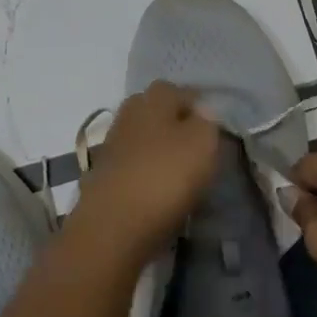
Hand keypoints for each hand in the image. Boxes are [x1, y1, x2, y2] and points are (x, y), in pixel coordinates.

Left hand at [71, 81, 220, 263]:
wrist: (112, 227)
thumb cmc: (164, 176)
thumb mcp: (202, 143)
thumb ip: (207, 122)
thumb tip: (202, 112)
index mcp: (153, 99)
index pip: (176, 90)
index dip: (196, 105)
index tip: (213, 127)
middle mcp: (128, 115)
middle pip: (154, 111)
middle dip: (173, 124)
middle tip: (196, 147)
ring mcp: (111, 146)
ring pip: (142, 138)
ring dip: (158, 150)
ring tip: (180, 173)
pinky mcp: (103, 176)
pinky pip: (132, 166)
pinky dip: (145, 174)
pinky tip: (158, 191)